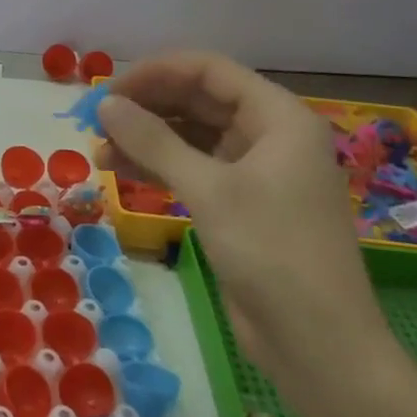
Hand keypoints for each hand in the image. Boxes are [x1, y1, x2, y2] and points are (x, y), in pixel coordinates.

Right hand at [96, 53, 392, 407]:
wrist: (319, 345)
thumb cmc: (272, 253)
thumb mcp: (208, 190)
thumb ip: (153, 140)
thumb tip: (104, 103)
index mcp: (278, 118)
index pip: (209, 70)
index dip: (156, 72)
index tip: (109, 91)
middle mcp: (269, 135)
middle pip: (198, 100)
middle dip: (146, 107)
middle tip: (96, 122)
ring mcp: (256, 171)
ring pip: (191, 135)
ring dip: (146, 138)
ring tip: (99, 151)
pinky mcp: (241, 204)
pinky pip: (193, 168)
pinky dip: (157, 166)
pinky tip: (120, 172)